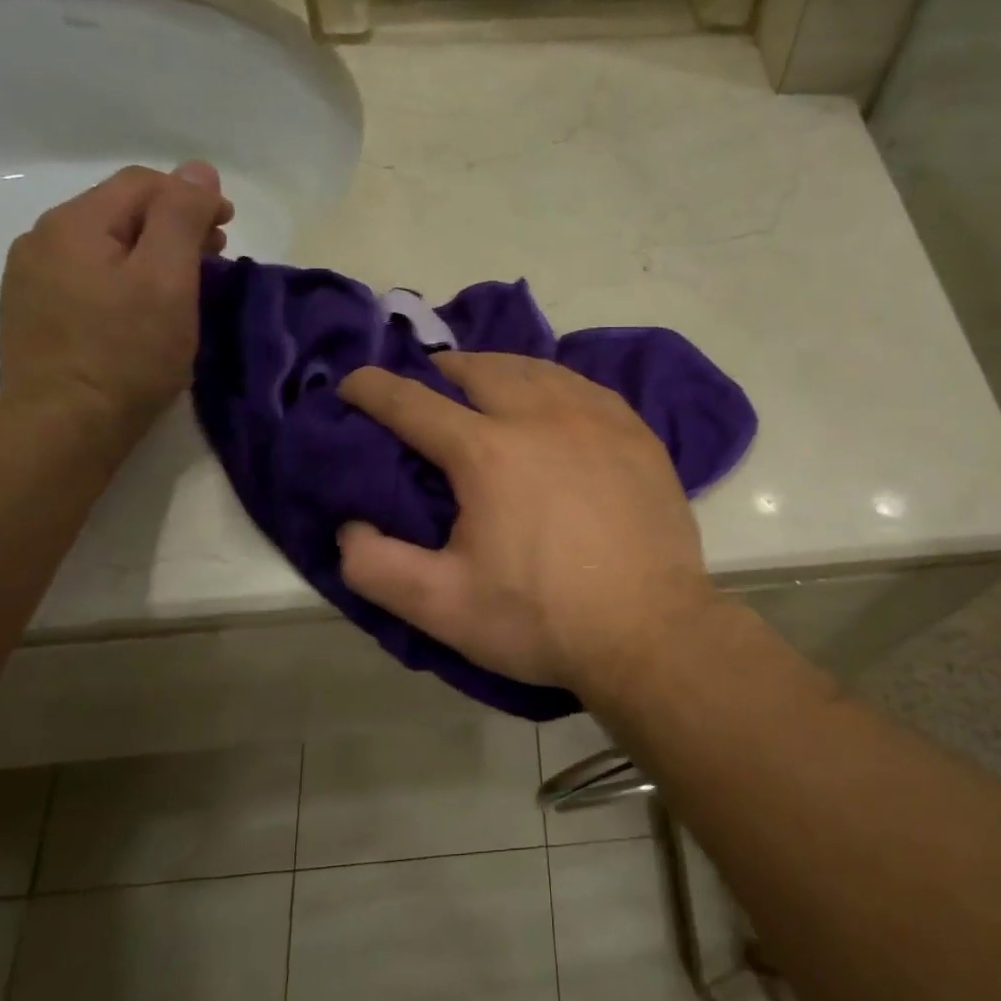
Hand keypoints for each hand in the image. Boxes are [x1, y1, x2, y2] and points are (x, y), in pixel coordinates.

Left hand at [0, 162, 230, 447]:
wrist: (63, 427)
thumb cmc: (127, 353)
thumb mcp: (168, 280)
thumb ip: (181, 218)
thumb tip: (198, 170)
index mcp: (75, 223)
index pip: (142, 184)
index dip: (191, 196)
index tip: (229, 227)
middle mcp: (43, 239)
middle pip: (120, 212)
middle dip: (173, 223)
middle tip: (216, 255)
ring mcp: (32, 279)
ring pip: (104, 246)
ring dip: (151, 252)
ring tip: (186, 284)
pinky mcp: (34, 314)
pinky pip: (89, 277)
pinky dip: (126, 278)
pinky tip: (143, 309)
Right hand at [336, 353, 721, 694]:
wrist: (652, 631)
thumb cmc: (543, 620)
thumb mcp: (443, 607)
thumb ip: (377, 567)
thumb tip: (349, 528)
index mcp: (487, 451)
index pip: (412, 403)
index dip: (373, 389)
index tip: (352, 384)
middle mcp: (540, 416)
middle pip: (479, 369)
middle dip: (442, 370)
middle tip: (427, 383)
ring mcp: (597, 418)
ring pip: (536, 368)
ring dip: (498, 369)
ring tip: (484, 384)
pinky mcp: (637, 433)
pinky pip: (584, 386)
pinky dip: (553, 383)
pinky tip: (554, 400)